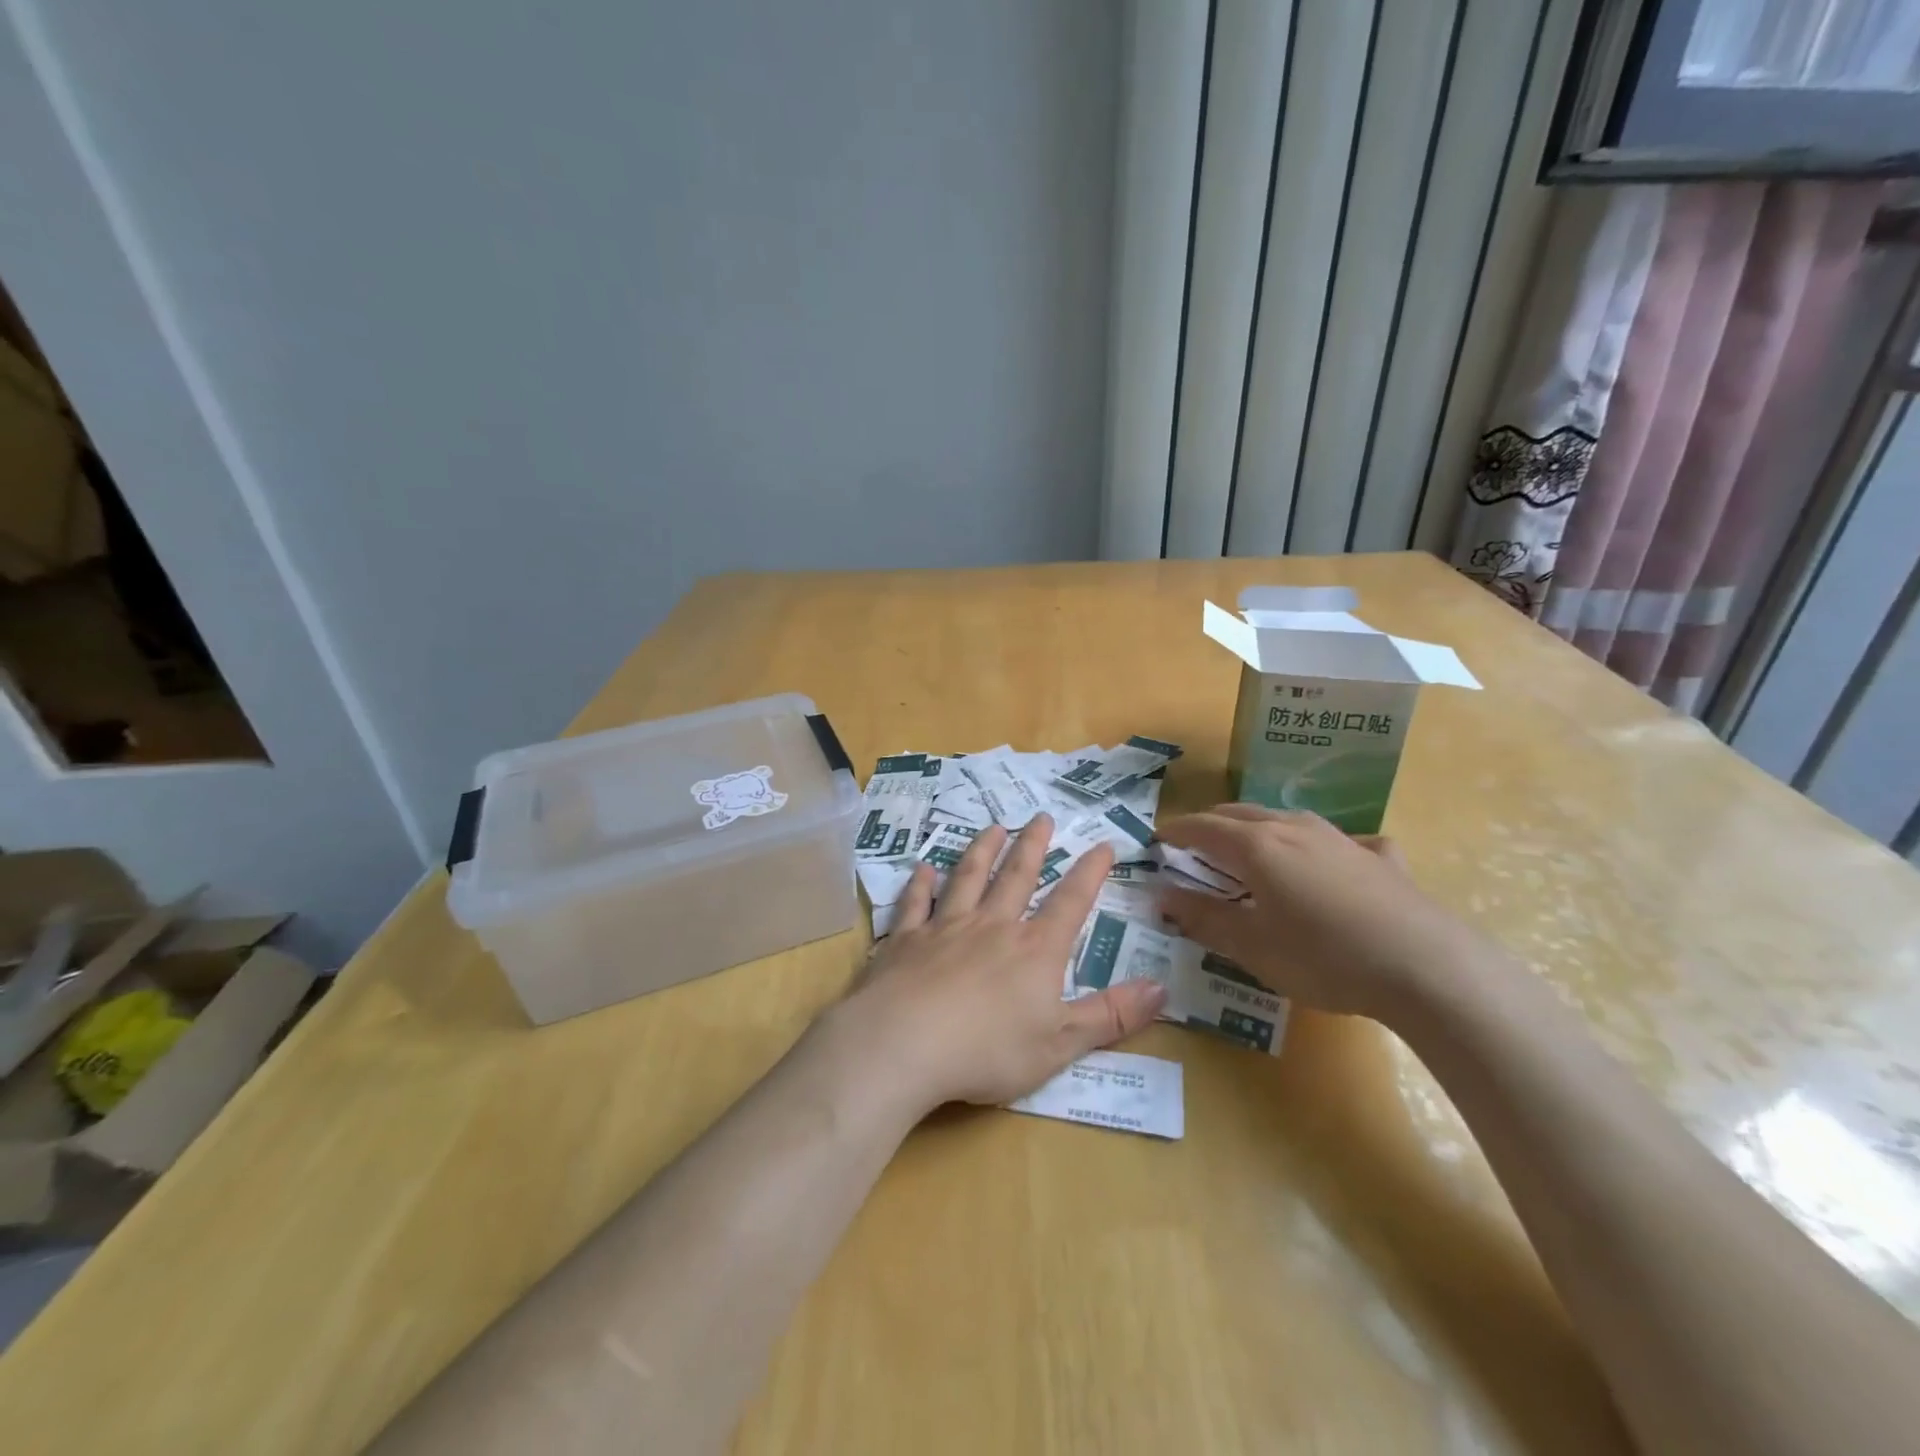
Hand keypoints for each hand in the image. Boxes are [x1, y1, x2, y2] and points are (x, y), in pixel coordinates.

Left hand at [837, 815, 1165, 1114]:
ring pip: (968, 878)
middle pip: (1017, 876)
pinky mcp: (906, 940)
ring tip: (992, 827)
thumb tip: (1162, 989)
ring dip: (981, 850)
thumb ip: (1110, 1016)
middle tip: (1042, 816)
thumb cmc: (988, 1051)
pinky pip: (916, 903)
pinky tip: (922, 868)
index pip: (1070, 903)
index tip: (1101, 844)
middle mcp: (993, 926)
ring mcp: (946, 928)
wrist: (904, 1045)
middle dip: (1033, 845)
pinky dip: (920, 884)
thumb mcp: (1061, 1044)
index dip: (1089, 873)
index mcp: (1034, 950)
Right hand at [1155, 805, 1486, 1021]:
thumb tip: (1161, 895)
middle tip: (1195, 844)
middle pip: (1241, 814)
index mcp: (1257, 847)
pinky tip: (1335, 863)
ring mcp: (1341, 839)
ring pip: (1288, 819)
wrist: (1425, 966)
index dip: (1176, 831)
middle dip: (1212, 824)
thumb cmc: (1323, 957)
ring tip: (1252, 847)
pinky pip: (1342, 841)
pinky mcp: (1381, 859)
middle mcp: (1295, 830)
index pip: (1203, 828)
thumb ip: (1203, 918)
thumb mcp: (1251, 946)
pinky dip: (1324, 847)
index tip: (1158, 839)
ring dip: (1260, 828)